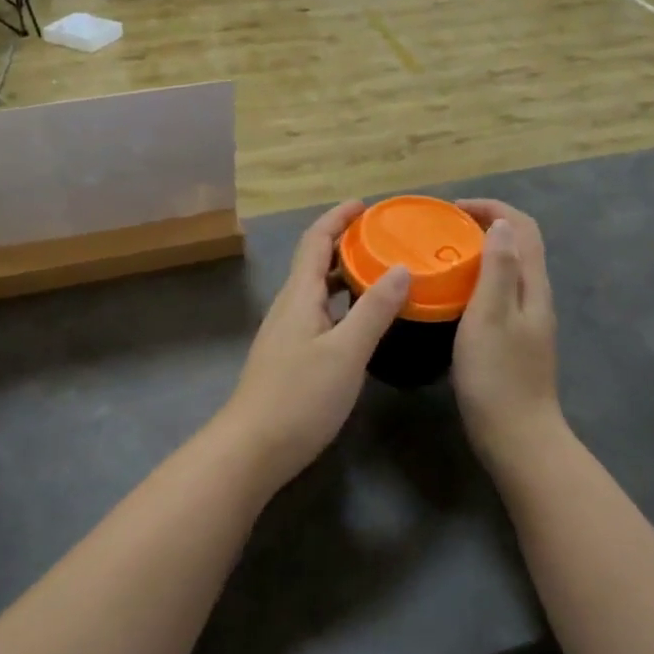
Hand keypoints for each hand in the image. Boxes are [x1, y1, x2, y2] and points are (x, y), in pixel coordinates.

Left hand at [217, 200, 409, 491]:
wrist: (252, 449)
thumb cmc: (299, 396)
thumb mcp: (346, 352)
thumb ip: (374, 310)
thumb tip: (401, 268)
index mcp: (300, 295)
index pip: (315, 240)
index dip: (337, 218)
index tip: (365, 205)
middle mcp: (290, 306)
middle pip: (314, 261)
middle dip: (344, 242)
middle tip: (382, 238)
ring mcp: (287, 332)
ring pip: (317, 289)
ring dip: (344, 274)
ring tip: (380, 272)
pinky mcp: (290, 356)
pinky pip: (319, 313)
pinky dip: (341, 303)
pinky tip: (361, 320)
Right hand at [452, 200, 562, 475]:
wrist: (518, 438)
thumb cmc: (497, 376)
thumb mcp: (491, 317)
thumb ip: (498, 270)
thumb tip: (501, 224)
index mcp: (532, 287)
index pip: (522, 227)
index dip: (492, 208)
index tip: (453, 209)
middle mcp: (536, 296)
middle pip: (519, 244)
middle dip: (485, 224)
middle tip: (443, 229)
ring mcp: (528, 319)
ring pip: (509, 268)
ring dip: (481, 250)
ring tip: (443, 254)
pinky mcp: (516, 338)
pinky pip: (500, 291)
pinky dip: (479, 277)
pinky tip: (453, 294)